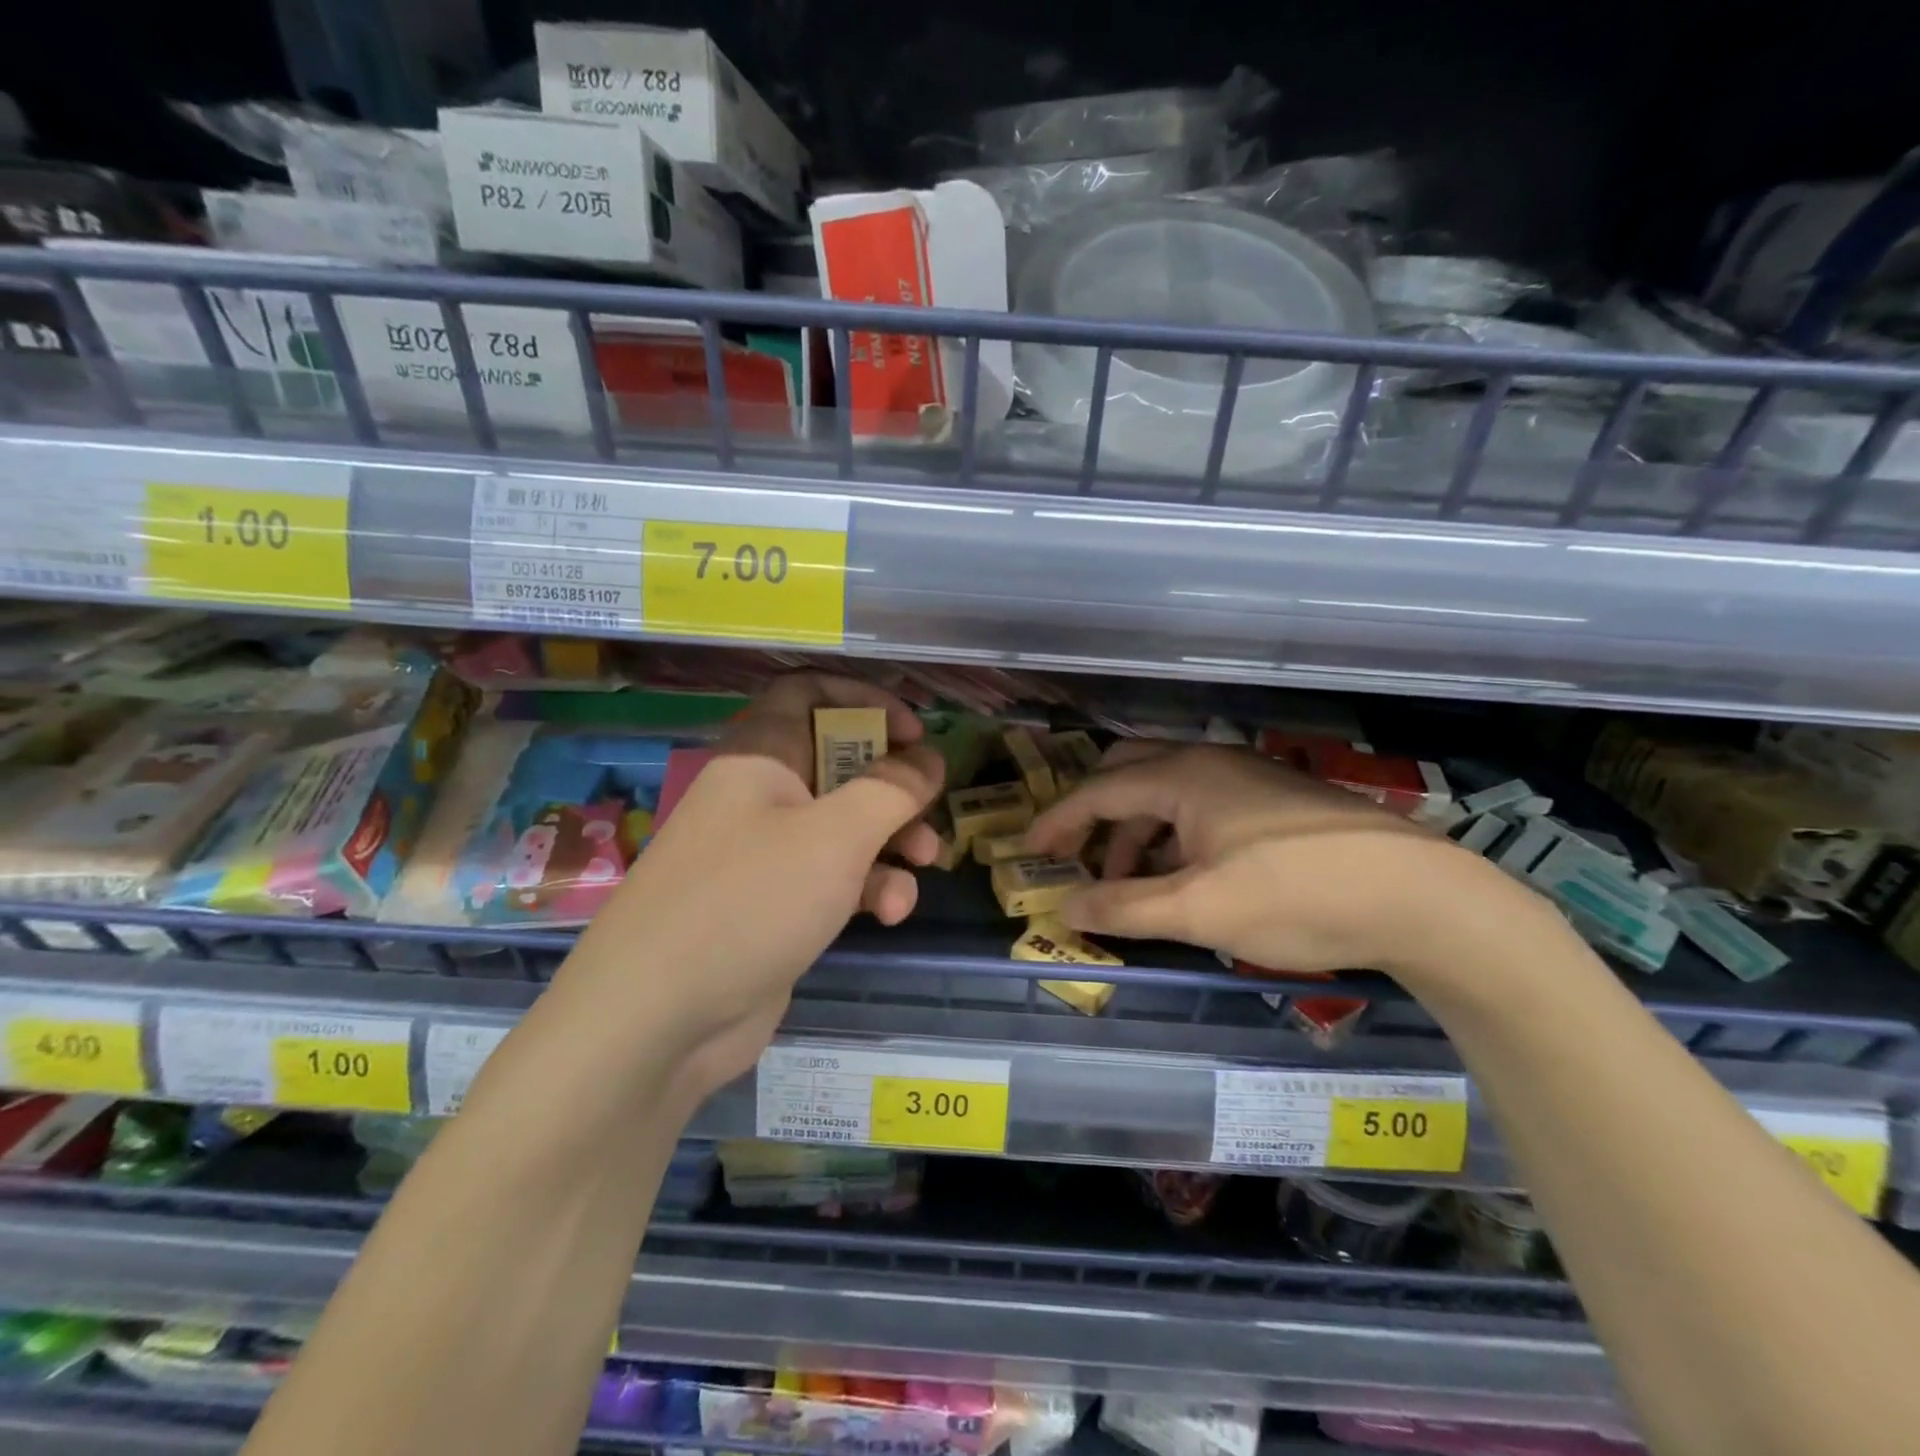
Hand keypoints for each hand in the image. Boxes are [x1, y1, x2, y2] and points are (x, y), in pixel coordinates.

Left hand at [566, 673, 943, 1098]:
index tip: (914, 732)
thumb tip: (930, 758)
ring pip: (843, 826)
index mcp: (760, 756)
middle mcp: (760, 797)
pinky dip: (866, 888)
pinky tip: (889, 915)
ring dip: (891, 841)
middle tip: (929, 803)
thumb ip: (891, 789)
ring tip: (924, 863)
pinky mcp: (776, 907)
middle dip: (892, 783)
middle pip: (838, 763)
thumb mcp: (834, 835)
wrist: (657, 1019)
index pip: (809, 694)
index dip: (865, 701)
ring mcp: (766, 855)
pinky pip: (833, 879)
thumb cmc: (750, 900)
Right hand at [1025, 741, 1497, 977]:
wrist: (1420, 897)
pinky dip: (1174, 837)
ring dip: (1138, 834)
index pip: (1099, 791)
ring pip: (1168, 794)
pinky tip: (1184, 878)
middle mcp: (1209, 762)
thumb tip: (1064, 906)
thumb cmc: (1295, 895)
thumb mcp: (1198, 910)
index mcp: (1183, 776)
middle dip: (1097, 816)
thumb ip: (1124, 907)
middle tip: (1076, 857)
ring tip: (1131, 886)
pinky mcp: (1275, 801)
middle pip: (1129, 775)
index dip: (1059, 821)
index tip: (1029, 850)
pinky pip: (1202, 807)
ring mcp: (1247, 777)